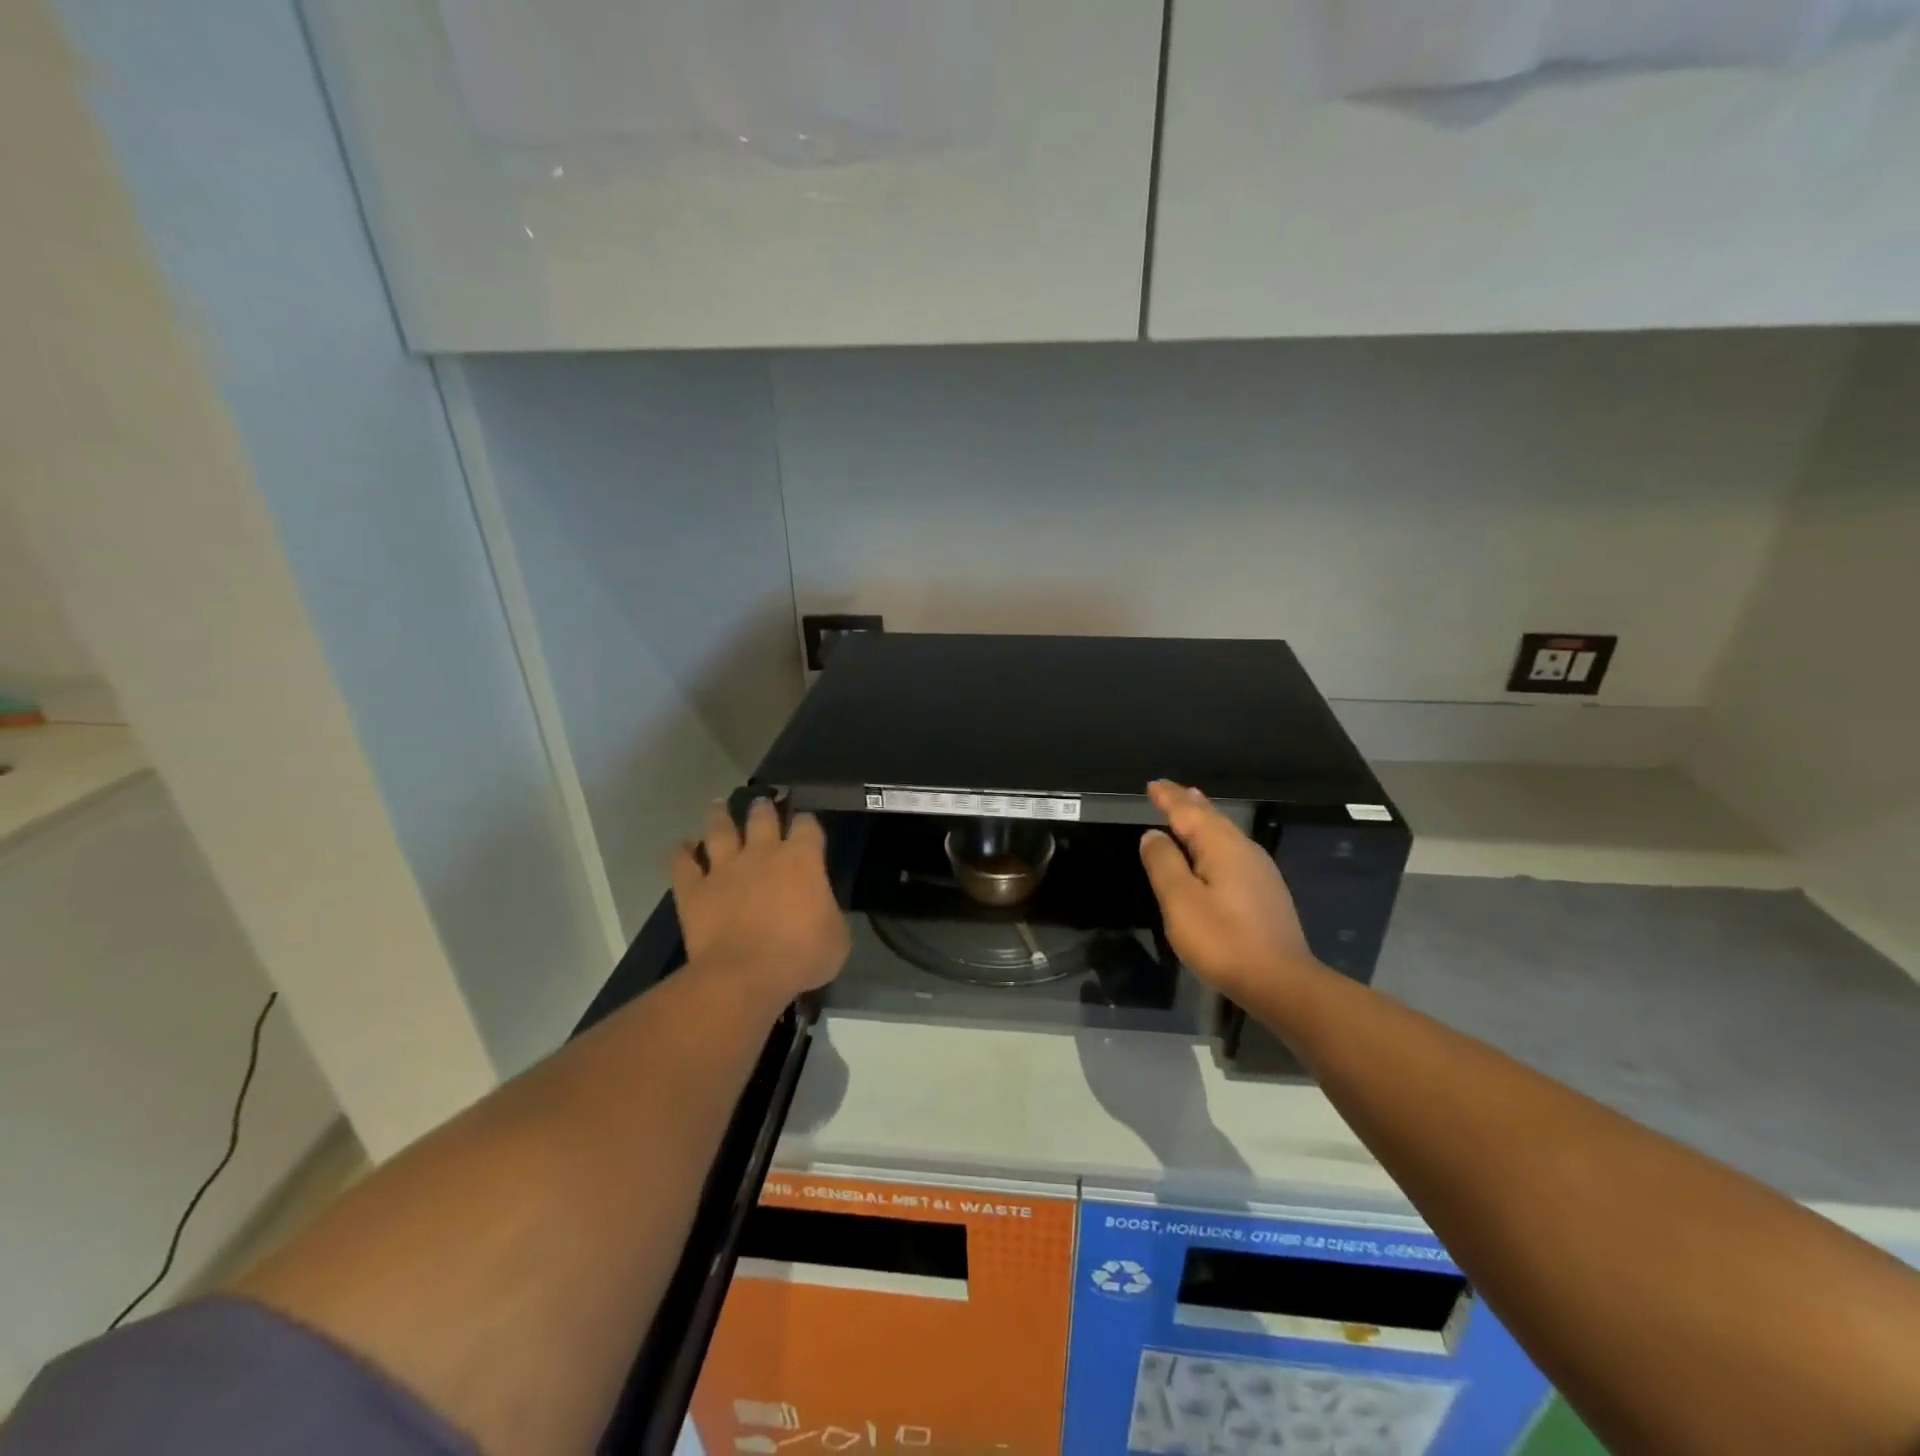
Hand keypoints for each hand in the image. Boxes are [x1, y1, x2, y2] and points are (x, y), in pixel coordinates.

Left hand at [672, 799, 849, 1006]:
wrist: (746, 976)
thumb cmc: (801, 956)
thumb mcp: (837, 937)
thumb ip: (828, 913)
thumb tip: (820, 909)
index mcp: (802, 860)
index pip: (807, 826)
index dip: (807, 823)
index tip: (807, 826)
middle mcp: (762, 854)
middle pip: (761, 817)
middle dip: (763, 807)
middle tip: (761, 802)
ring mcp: (724, 869)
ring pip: (719, 829)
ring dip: (718, 815)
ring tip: (718, 806)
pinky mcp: (694, 890)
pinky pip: (683, 864)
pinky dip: (682, 853)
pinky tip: (683, 847)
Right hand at [1139, 780, 1318, 1002]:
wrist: (1281, 982)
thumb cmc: (1223, 940)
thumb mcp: (1180, 902)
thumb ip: (1164, 864)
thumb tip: (1152, 835)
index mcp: (1222, 846)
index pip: (1189, 811)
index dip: (1169, 798)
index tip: (1152, 784)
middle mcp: (1244, 850)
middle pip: (1212, 817)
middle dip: (1188, 802)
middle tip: (1169, 790)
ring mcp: (1260, 871)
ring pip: (1225, 834)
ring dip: (1203, 819)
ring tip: (1190, 808)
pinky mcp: (1265, 892)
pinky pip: (1232, 851)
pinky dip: (1214, 841)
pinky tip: (1212, 852)